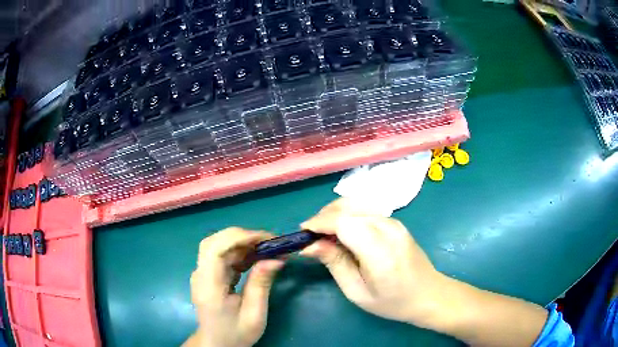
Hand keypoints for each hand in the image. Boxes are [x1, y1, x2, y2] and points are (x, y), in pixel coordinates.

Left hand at [186, 227, 284, 346]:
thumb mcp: (254, 314)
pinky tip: (256, 258)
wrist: (217, 343)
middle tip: (270, 242)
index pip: (214, 249)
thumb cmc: (236, 333)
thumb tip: (276, 258)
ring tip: (268, 249)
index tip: (265, 239)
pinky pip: (223, 256)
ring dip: (244, 244)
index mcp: (209, 286)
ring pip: (219, 246)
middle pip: (215, 242)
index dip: (238, 237)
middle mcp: (201, 274)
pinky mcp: (209, 274)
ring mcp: (203, 273)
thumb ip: (261, 284)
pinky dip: (241, 252)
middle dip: (243, 237)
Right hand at [300, 198, 445, 327]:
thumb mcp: (357, 292)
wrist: (429, 294)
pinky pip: (366, 209)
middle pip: (349, 207)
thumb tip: (309, 245)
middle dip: (324, 215)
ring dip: (335, 213)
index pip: (343, 222)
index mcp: (379, 250)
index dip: (320, 222)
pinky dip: (349, 214)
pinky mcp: (396, 221)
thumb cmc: (392, 301)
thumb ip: (335, 264)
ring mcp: (395, 221)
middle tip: (311, 235)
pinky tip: (344, 231)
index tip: (303, 233)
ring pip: (357, 203)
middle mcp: (388, 228)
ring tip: (324, 233)